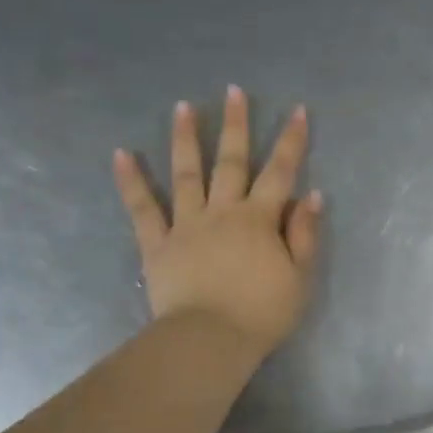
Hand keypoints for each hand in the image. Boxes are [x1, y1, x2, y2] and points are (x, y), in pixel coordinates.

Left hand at [113, 86, 321, 358]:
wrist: (211, 340)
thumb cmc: (261, 313)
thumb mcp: (300, 277)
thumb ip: (305, 234)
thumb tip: (311, 194)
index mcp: (258, 219)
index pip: (280, 172)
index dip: (292, 141)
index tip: (298, 110)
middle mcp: (222, 211)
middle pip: (231, 161)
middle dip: (236, 125)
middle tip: (233, 92)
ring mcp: (186, 225)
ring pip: (186, 174)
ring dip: (185, 139)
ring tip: (183, 107)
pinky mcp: (157, 244)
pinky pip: (142, 209)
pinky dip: (131, 181)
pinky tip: (121, 154)